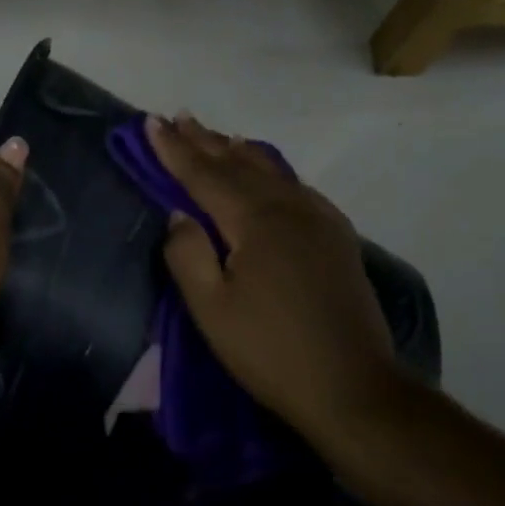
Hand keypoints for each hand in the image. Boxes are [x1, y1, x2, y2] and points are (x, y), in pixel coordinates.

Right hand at [148, 114, 399, 450]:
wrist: (353, 387)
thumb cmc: (270, 351)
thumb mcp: (211, 309)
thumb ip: (187, 254)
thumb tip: (179, 215)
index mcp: (255, 221)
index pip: (204, 175)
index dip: (174, 150)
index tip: (151, 123)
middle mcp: (289, 207)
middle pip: (238, 165)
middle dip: (204, 141)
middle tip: (178, 117)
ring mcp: (319, 220)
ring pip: (271, 172)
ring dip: (237, 152)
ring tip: (216, 136)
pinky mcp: (337, 238)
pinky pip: (296, 188)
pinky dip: (272, 171)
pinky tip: (269, 174)